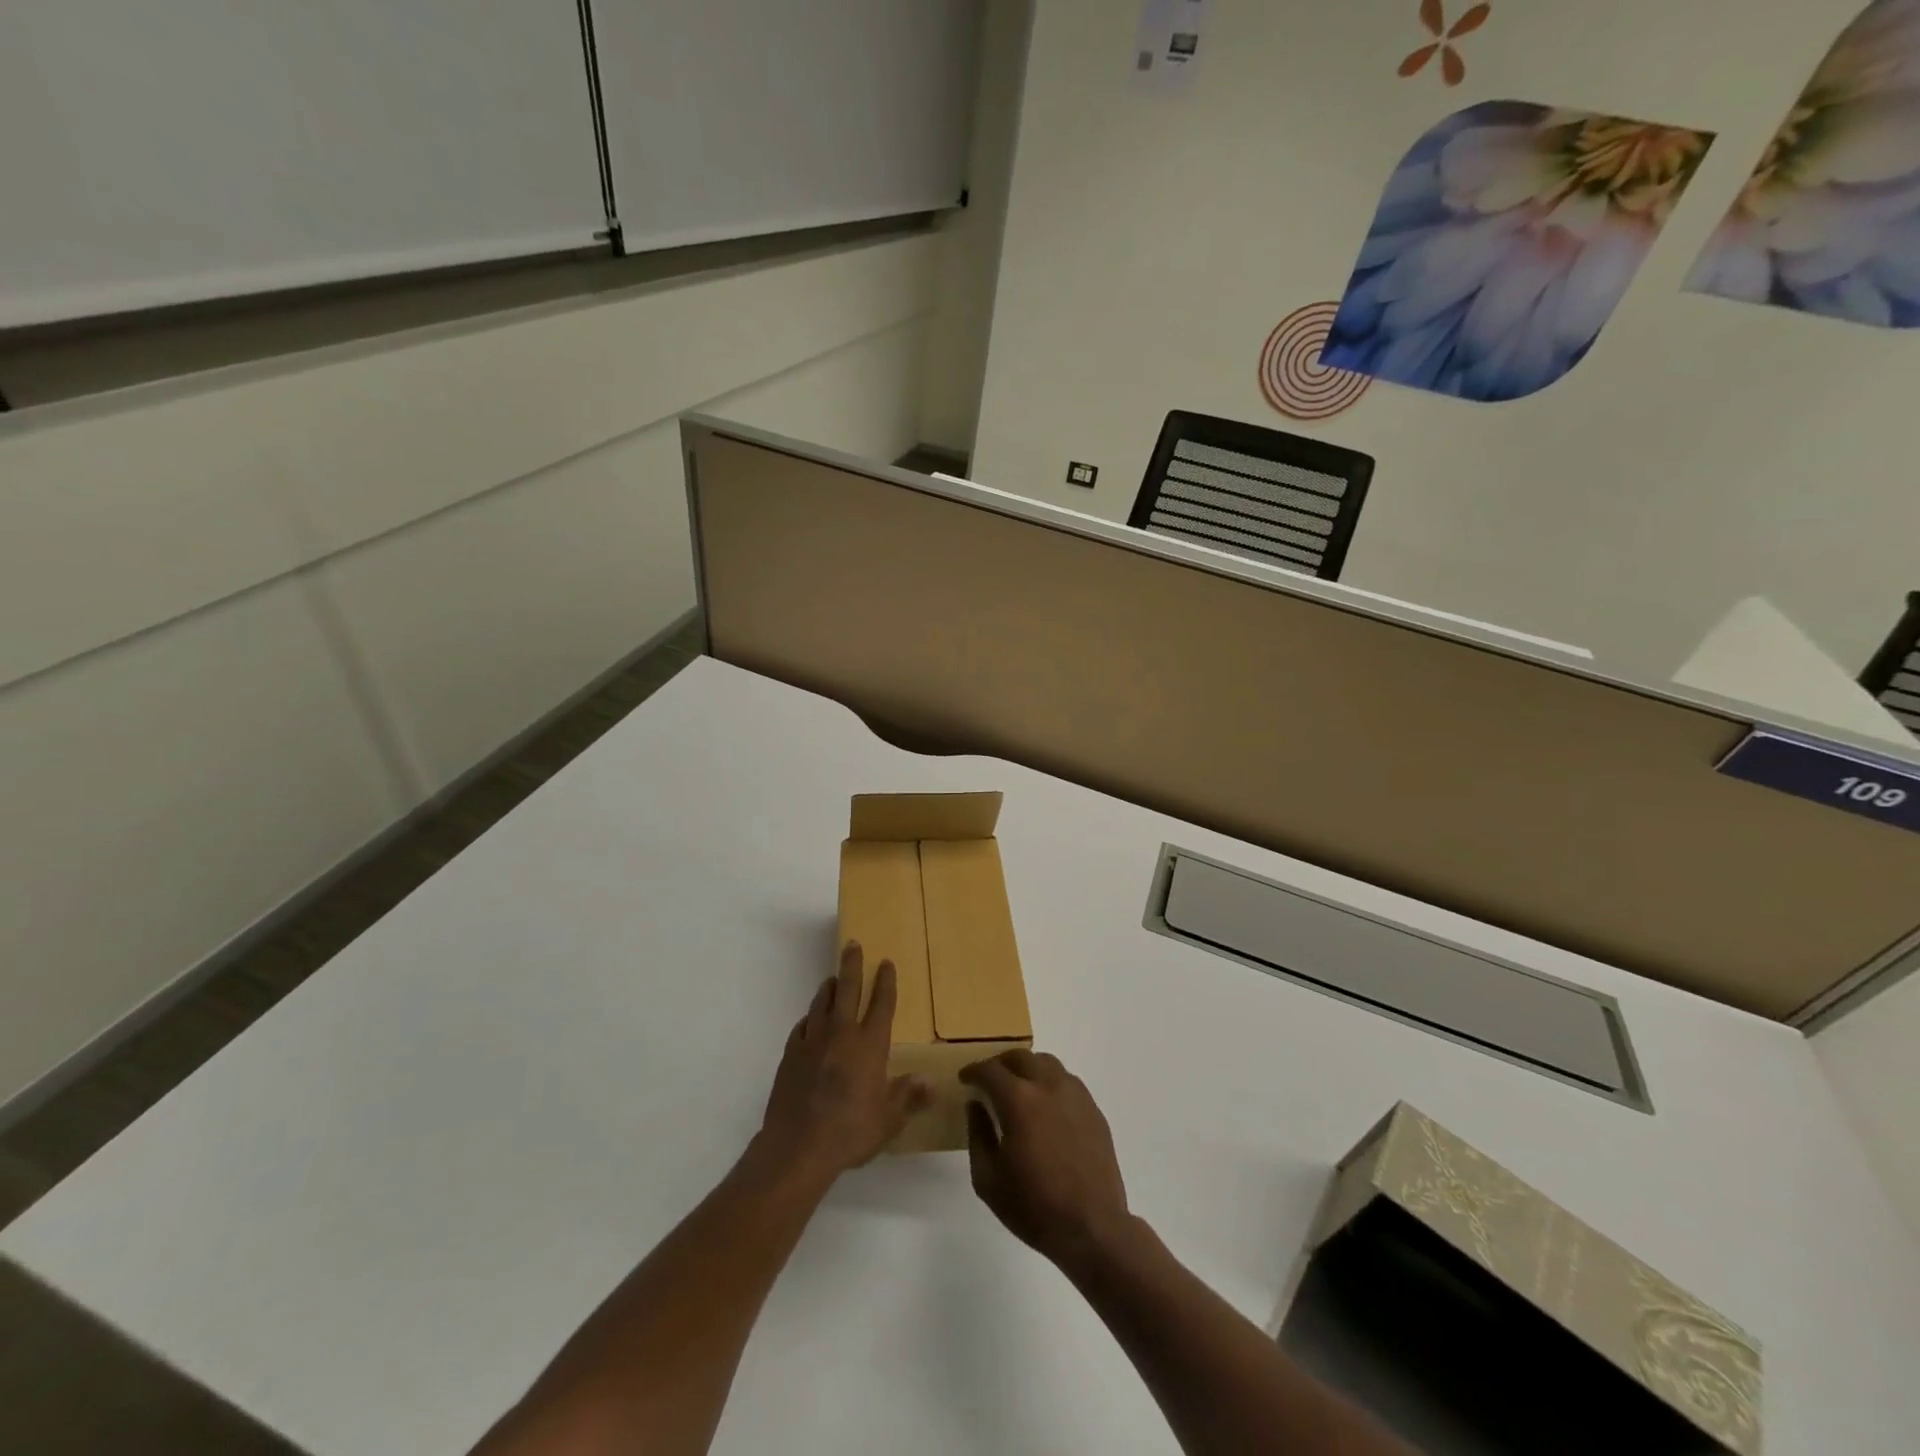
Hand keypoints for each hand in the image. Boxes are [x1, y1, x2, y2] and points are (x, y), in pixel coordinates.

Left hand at [759, 942, 927, 1179]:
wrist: (797, 1146)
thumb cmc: (850, 1131)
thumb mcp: (889, 1119)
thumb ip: (908, 1097)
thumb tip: (931, 1083)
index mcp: (870, 1045)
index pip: (881, 1004)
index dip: (886, 982)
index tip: (886, 963)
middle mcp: (842, 1034)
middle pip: (848, 990)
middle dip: (853, 965)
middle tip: (853, 944)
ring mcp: (812, 1042)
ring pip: (822, 1003)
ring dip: (829, 988)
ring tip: (833, 979)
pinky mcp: (790, 1054)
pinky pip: (802, 1026)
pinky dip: (809, 1018)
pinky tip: (810, 1020)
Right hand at [962, 1051, 1131, 1269]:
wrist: (1091, 1227)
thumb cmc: (1033, 1206)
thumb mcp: (988, 1179)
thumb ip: (978, 1135)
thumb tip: (975, 1105)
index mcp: (1019, 1100)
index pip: (990, 1070)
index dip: (973, 1071)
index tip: (965, 1078)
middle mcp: (1048, 1086)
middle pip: (1020, 1057)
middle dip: (1000, 1063)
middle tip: (990, 1079)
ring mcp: (1075, 1095)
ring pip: (1047, 1063)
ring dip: (1028, 1068)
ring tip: (1019, 1087)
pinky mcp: (1093, 1109)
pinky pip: (1067, 1081)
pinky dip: (1050, 1082)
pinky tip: (1046, 1105)